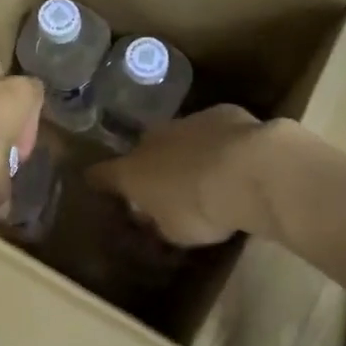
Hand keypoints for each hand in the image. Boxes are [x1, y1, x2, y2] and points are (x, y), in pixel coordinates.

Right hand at [87, 104, 270, 245]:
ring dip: (186, 152)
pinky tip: (236, 158)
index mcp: (132, 171)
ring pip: (179, 137)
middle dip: (152, 165)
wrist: (249, 170)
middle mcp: (153, 139)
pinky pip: (214, 129)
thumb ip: (161, 221)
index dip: (99, 181)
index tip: (96, 185)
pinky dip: (219, 142)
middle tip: (166, 186)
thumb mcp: (174, 231)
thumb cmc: (201, 208)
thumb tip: (156, 216)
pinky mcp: (222, 113)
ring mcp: (187, 121)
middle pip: (144, 151)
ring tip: (206, 173)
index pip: (103, 174)